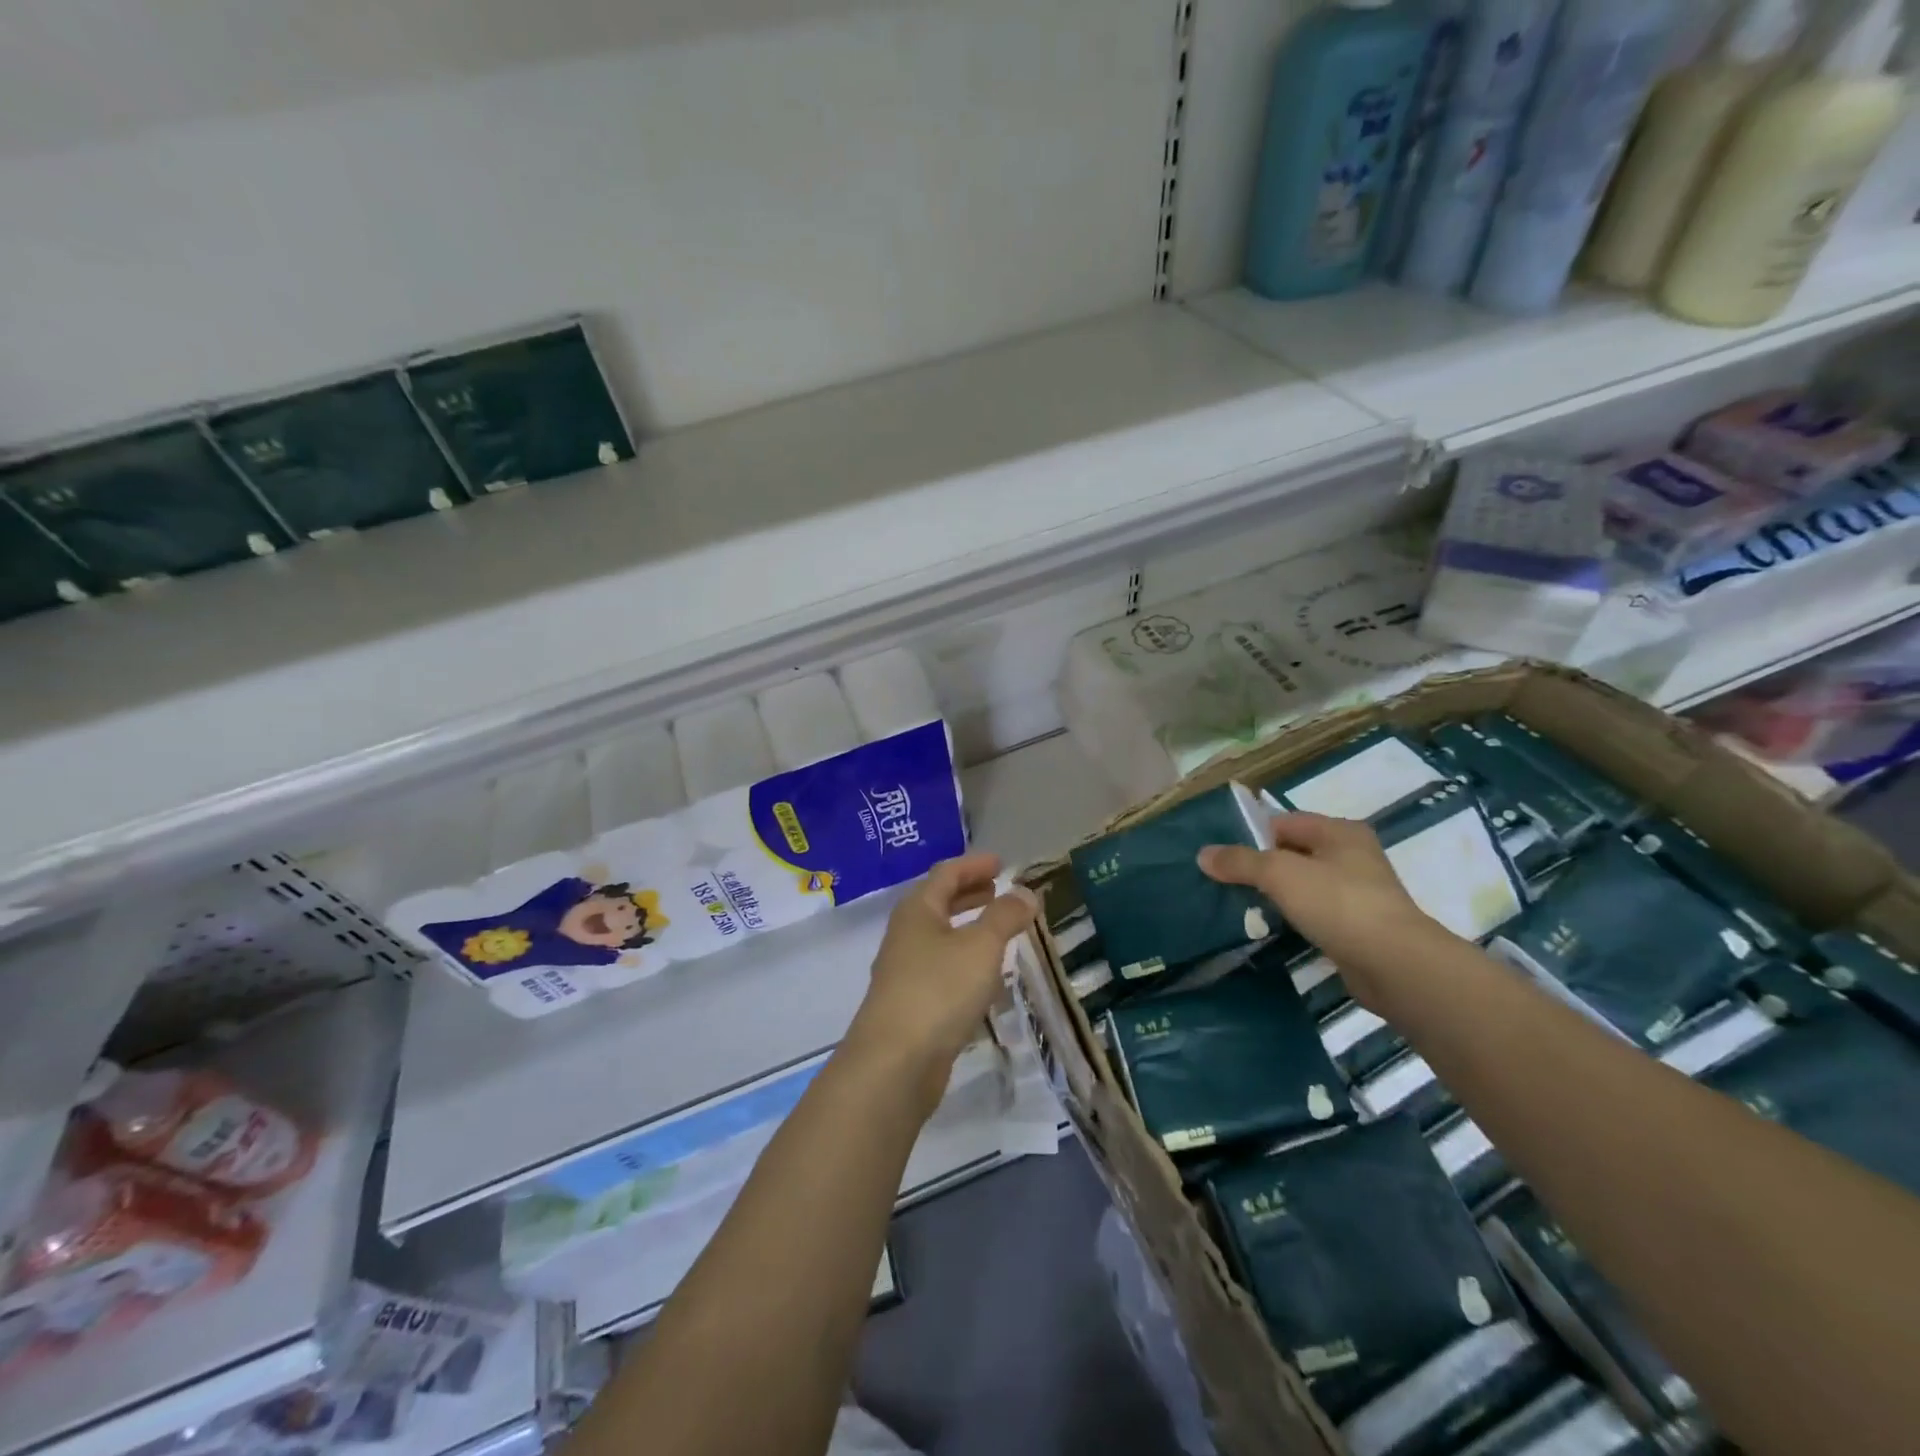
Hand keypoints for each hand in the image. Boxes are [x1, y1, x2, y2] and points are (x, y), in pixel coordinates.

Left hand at [845, 853, 1038, 1109]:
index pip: (946, 874)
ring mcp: (905, 971)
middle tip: (998, 889)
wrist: (895, 1063)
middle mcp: (906, 935)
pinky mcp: (911, 1004)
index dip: (974, 865)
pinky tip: (985, 976)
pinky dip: (965, 959)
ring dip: (968, 927)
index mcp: (917, 911)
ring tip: (998, 928)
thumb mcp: (981, 947)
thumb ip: (1005, 916)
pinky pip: (942, 968)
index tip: (1001, 863)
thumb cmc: (939, 990)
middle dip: (969, 893)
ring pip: (940, 937)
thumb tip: (1025, 892)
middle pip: (938, 903)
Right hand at [1199, 813, 1440, 1008]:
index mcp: (1339, 832)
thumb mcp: (1279, 874)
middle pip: (1292, 853)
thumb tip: (1203, 854)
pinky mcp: (1357, 927)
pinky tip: (1271, 929)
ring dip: (1275, 895)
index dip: (1250, 835)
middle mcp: (1352, 856)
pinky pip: (1314, 914)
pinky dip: (1293, 918)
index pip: (1283, 822)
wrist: (1394, 965)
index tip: (1220, 856)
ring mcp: (1357, 893)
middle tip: (1223, 881)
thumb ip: (1240, 861)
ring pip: (1303, 885)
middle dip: (1259, 866)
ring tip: (1239, 906)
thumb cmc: (1337, 903)